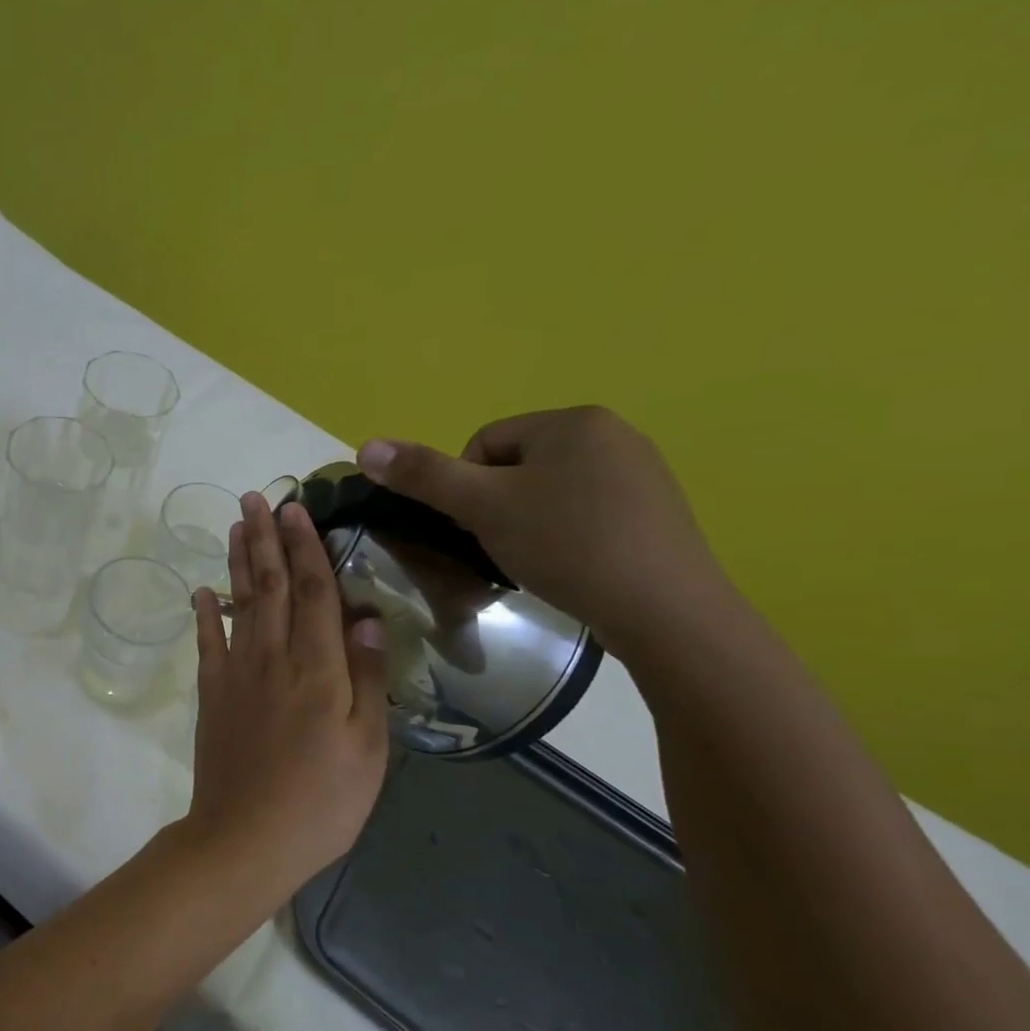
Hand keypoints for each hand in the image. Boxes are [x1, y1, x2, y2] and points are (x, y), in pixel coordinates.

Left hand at [183, 492, 390, 876]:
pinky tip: (201, 590)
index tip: (296, 509)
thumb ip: (368, 680)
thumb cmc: (322, 801)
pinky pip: (206, 644)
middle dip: (264, 539)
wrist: (245, 838)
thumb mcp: (368, 749)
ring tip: (235, 525)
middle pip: (268, 586)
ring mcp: (236, 675)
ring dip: (237, 562)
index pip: (313, 593)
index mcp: (319, 669)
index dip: (305, 548)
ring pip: (237, 605)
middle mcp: (273, 659)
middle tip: (257, 498)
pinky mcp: (211, 695)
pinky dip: (203, 613)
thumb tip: (368, 619)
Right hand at [357, 406, 727, 657]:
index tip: (477, 527)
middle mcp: (612, 434)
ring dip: (527, 523)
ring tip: (535, 560)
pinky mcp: (655, 512)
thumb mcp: (483, 507)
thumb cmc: (566, 544)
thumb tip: (365, 446)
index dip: (465, 488)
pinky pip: (584, 512)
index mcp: (572, 421)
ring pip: (548, 492)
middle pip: (515, 467)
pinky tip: (570, 566)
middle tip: (503, 546)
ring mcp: (640, 473)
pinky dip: (564, 536)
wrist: (664, 609)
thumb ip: (423, 475)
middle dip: (497, 506)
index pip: (483, 443)